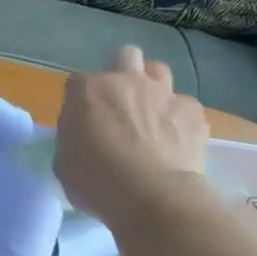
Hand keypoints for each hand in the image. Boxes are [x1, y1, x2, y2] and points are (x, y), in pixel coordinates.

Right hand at [54, 47, 208, 224]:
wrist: (153, 198)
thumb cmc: (96, 183)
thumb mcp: (63, 163)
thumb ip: (71, 138)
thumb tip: (83, 134)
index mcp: (87, 91)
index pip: (76, 84)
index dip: (79, 103)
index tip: (81, 123)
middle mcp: (126, 81)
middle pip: (124, 57)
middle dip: (120, 74)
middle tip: (118, 105)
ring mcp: (163, 93)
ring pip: (158, 70)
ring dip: (152, 86)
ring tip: (149, 114)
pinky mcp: (192, 111)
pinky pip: (184, 105)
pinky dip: (178, 118)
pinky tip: (175, 140)